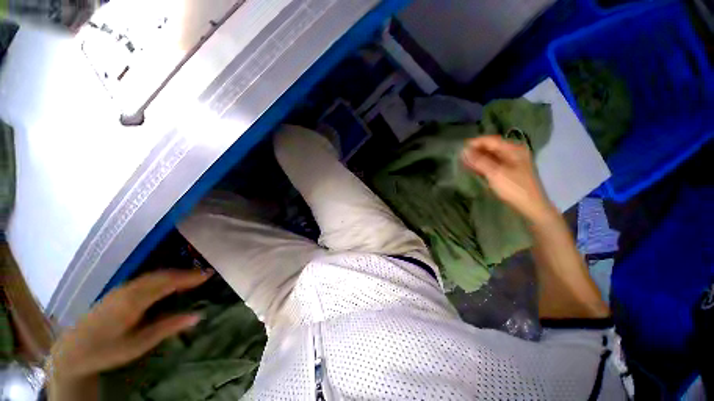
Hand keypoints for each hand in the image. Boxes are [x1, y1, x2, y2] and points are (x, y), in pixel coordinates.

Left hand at [48, 269, 211, 383]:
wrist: (73, 350)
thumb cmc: (107, 350)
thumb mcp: (138, 344)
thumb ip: (167, 327)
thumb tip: (197, 315)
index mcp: (134, 301)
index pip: (167, 282)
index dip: (189, 277)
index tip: (209, 274)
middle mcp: (129, 289)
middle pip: (161, 275)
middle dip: (185, 273)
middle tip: (205, 274)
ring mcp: (122, 289)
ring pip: (153, 275)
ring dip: (174, 273)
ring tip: (192, 277)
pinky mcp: (118, 292)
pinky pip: (146, 279)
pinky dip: (162, 277)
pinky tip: (168, 283)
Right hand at [461, 135, 556, 222]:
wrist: (531, 207)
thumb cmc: (514, 188)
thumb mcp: (495, 173)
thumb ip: (479, 161)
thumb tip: (463, 151)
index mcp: (513, 149)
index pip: (491, 140)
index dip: (475, 143)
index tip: (459, 149)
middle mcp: (513, 152)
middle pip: (491, 147)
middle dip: (475, 151)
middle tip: (460, 157)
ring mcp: (511, 162)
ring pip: (490, 156)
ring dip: (477, 159)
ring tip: (463, 163)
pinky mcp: (508, 171)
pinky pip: (492, 164)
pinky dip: (482, 165)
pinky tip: (473, 168)